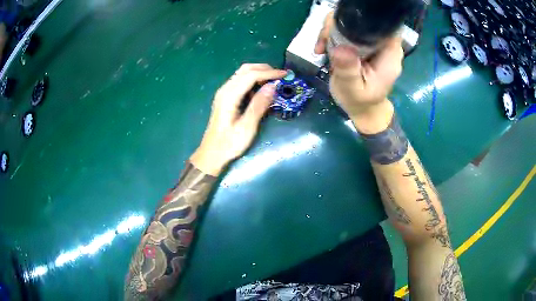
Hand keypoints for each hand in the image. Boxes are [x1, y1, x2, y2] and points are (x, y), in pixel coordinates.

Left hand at [190, 64, 286, 175]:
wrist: (212, 153)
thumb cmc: (229, 143)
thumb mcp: (247, 127)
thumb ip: (259, 105)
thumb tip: (272, 86)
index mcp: (229, 95)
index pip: (251, 75)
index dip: (269, 73)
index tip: (285, 75)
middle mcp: (225, 89)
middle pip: (245, 69)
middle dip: (265, 69)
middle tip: (281, 76)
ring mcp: (224, 93)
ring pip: (242, 73)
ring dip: (259, 72)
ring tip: (274, 80)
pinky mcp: (225, 97)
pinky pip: (240, 81)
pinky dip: (253, 80)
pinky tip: (261, 89)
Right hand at [315, 13, 402, 132]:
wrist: (363, 109)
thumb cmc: (360, 102)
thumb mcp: (352, 89)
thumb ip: (348, 70)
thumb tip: (340, 48)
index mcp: (389, 54)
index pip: (382, 24)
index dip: (361, 20)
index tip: (340, 28)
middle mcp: (384, 44)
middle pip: (363, 20)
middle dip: (340, 25)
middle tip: (324, 42)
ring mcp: (374, 43)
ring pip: (352, 23)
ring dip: (332, 30)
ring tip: (322, 48)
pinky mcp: (363, 44)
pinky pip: (347, 30)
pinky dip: (332, 35)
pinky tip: (323, 48)